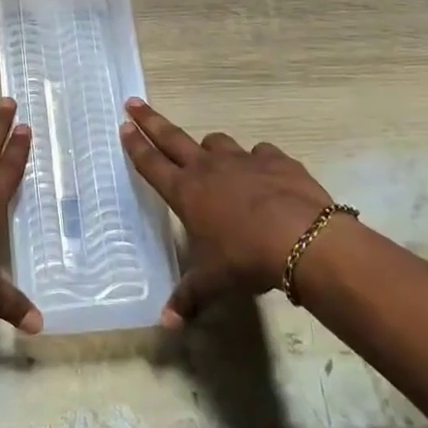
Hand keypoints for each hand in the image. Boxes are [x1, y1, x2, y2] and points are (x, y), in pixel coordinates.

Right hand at [120, 98, 340, 326]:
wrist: (304, 240)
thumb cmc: (247, 259)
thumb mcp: (215, 281)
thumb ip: (190, 297)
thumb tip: (167, 323)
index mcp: (186, 192)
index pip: (151, 163)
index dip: (135, 145)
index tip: (124, 125)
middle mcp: (208, 169)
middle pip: (172, 137)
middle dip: (151, 121)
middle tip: (134, 103)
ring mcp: (243, 160)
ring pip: (217, 142)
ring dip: (210, 148)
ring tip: (211, 157)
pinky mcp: (276, 159)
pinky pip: (260, 153)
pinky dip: (258, 161)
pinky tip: (264, 174)